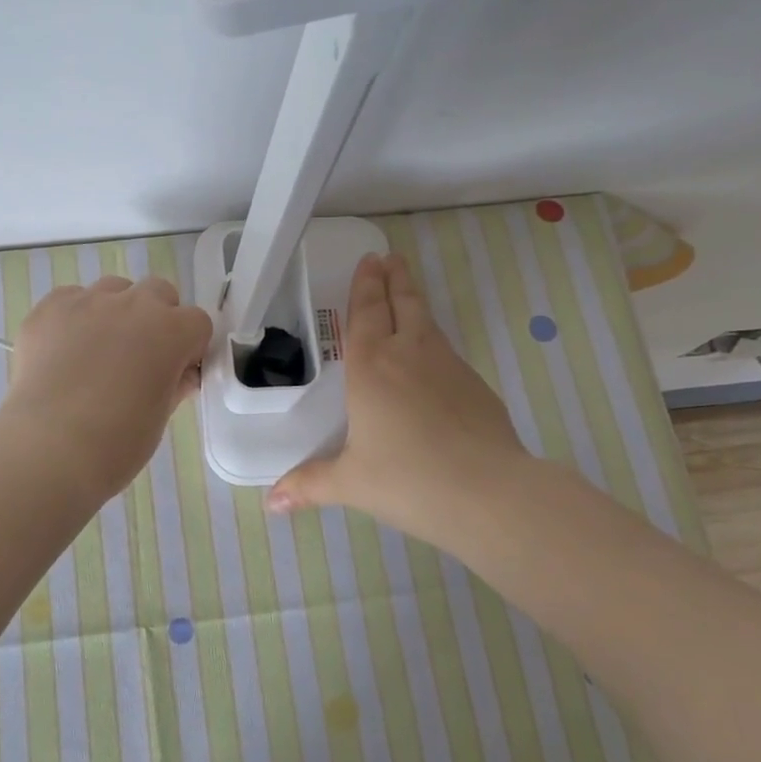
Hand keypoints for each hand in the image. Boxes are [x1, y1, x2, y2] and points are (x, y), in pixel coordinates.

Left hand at [1, 275, 212, 501]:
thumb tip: (180, 375)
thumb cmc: (117, 442)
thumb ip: (174, 385)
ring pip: (112, 290)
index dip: (189, 347)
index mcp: (170, 331)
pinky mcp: (48, 309)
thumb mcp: (160, 416)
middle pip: (157, 292)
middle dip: (156, 318)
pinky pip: (70, 299)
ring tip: (97, 353)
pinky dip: (73, 319)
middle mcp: (132, 305)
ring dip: (115, 313)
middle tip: (140, 358)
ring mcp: (87, 302)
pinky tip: (63, 353)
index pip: (197, 322)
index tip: (177, 371)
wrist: (49, 448)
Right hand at [266, 253, 532, 546]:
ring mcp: (448, 367)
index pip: (366, 314)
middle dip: (394, 279)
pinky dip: (434, 342)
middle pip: (402, 304)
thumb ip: (309, 485)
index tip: (370, 260)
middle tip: (390, 257)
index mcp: (371, 369)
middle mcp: (409, 356)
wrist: (489, 493)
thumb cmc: (407, 481)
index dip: (366, 286)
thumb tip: (271, 504)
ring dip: (415, 302)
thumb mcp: (350, 483)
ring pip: (428, 323)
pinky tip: (433, 360)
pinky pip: (447, 353)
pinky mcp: (476, 386)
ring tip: (408, 292)